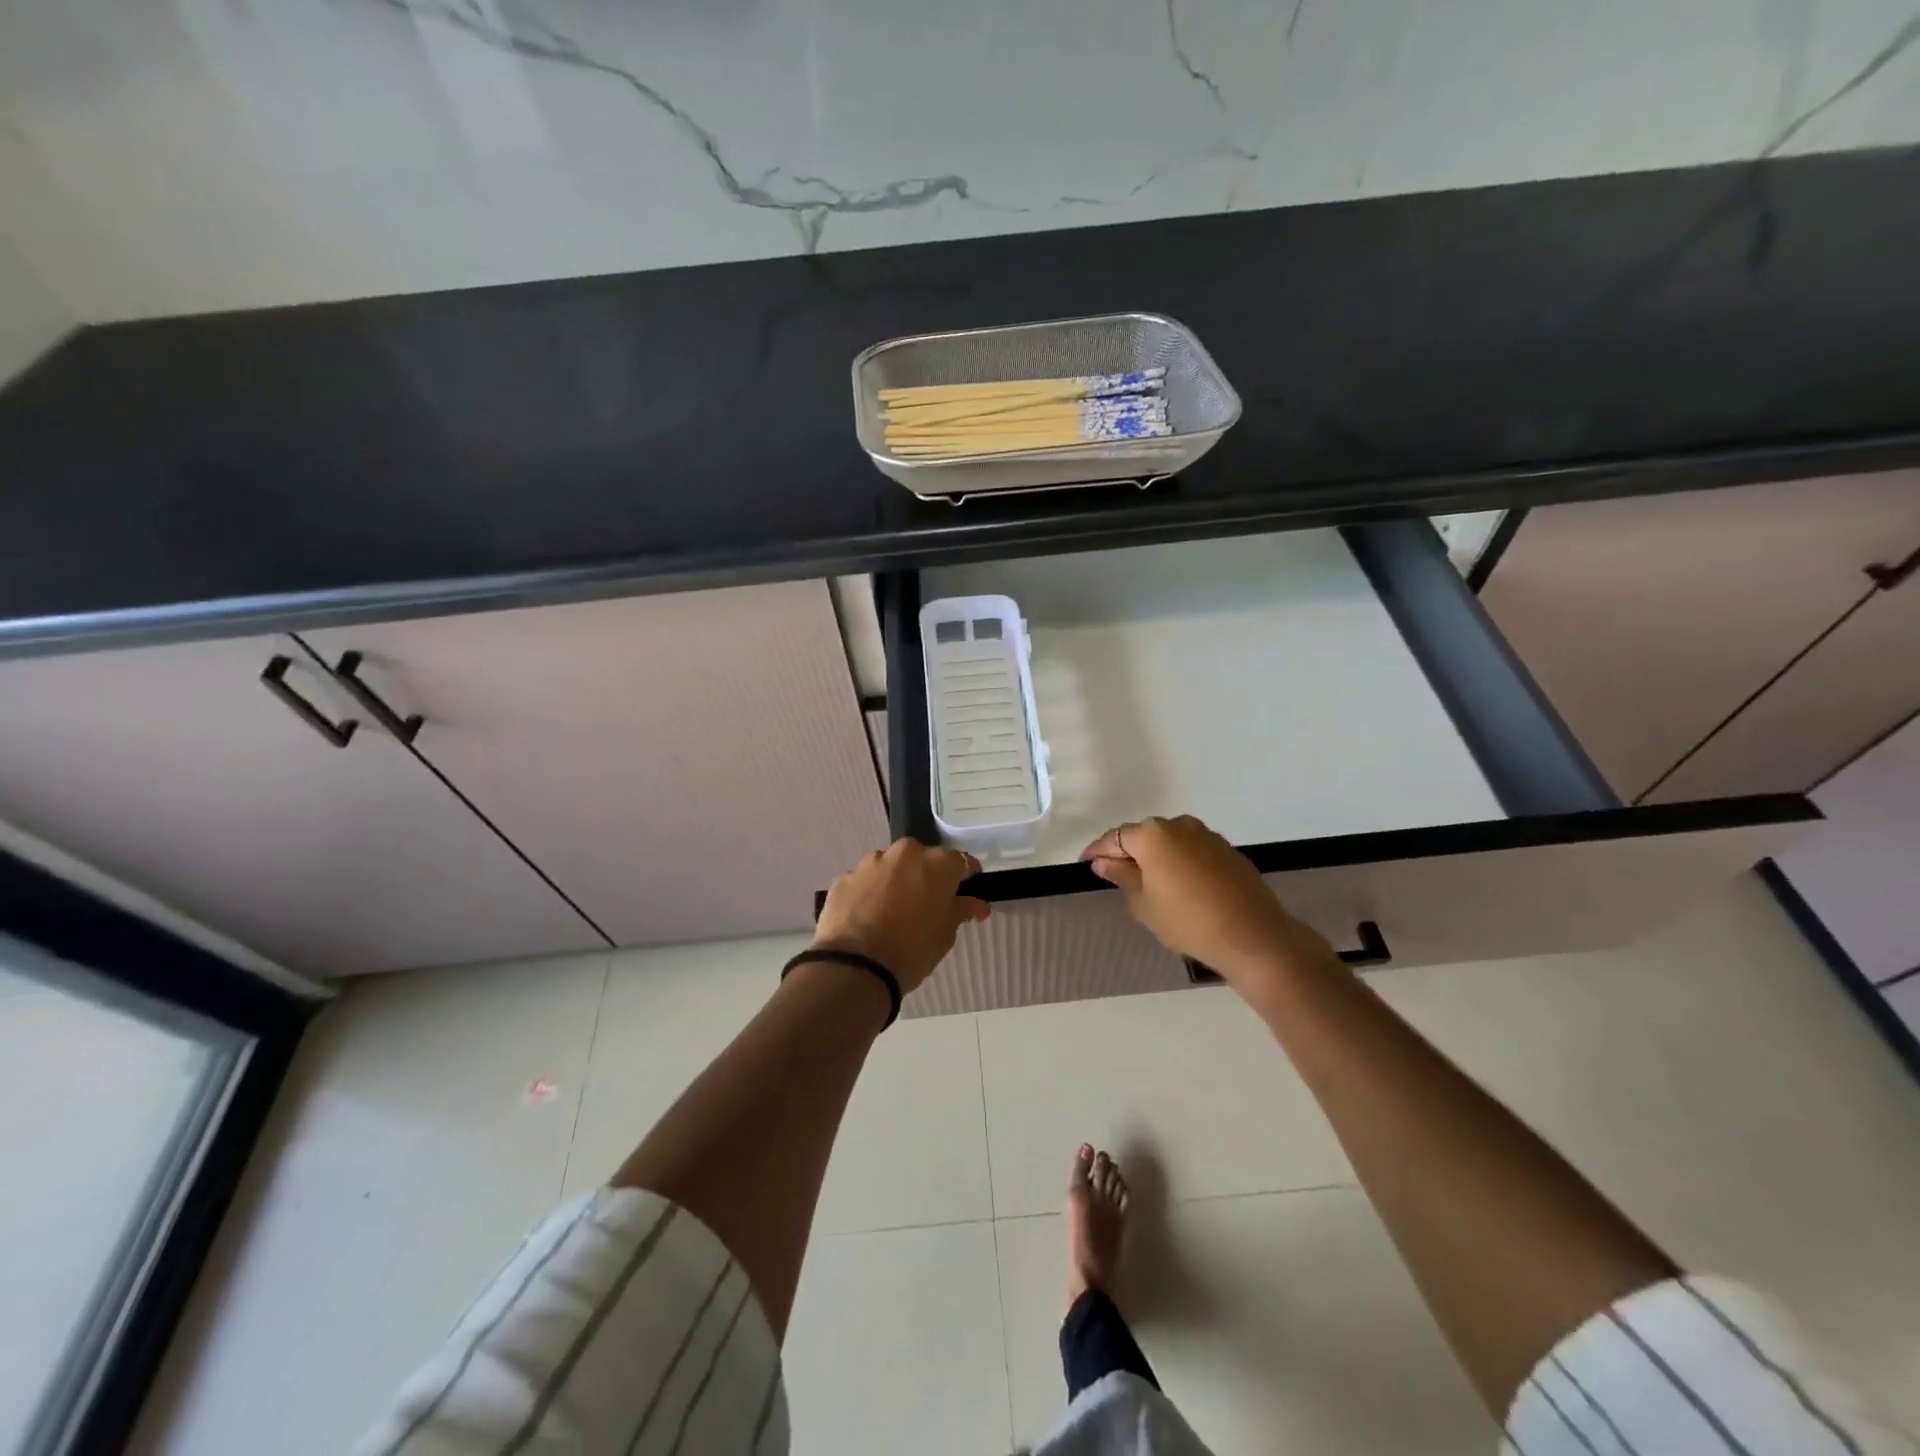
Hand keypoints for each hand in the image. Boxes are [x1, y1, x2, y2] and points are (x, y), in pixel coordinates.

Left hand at [813, 839, 989, 994]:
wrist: (855, 967)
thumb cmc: (912, 950)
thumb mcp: (945, 934)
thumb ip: (961, 910)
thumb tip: (975, 904)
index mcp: (937, 863)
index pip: (960, 861)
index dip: (964, 876)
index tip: (965, 890)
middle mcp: (904, 853)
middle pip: (921, 859)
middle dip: (925, 876)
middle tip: (925, 904)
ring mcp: (870, 863)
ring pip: (890, 867)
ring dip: (894, 882)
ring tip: (891, 912)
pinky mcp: (844, 878)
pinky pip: (864, 882)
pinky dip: (868, 894)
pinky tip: (867, 918)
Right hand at [1081, 815, 1328, 985]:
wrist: (1253, 936)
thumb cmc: (1187, 921)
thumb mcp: (1144, 903)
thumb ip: (1122, 876)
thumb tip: (1103, 861)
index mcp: (1152, 835)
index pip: (1115, 837)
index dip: (1097, 850)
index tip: (1085, 863)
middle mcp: (1179, 825)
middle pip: (1143, 835)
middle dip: (1128, 852)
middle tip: (1116, 875)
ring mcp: (1207, 835)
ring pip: (1170, 842)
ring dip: (1156, 857)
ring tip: (1149, 883)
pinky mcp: (1227, 850)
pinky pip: (1192, 851)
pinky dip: (1180, 863)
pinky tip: (1180, 886)